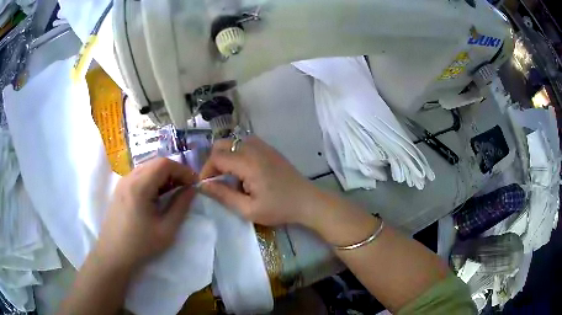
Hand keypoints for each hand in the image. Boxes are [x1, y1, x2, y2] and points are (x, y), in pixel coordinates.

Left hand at [95, 158, 197, 269]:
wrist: (113, 255)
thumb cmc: (141, 245)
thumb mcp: (166, 229)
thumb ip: (181, 206)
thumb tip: (192, 189)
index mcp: (139, 186)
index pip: (164, 164)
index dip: (182, 170)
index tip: (194, 184)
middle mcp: (129, 178)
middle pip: (155, 163)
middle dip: (174, 172)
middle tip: (185, 188)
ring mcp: (122, 182)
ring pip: (147, 168)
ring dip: (163, 176)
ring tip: (173, 192)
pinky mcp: (119, 189)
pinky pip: (139, 175)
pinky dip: (152, 180)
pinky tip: (156, 196)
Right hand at [200, 136, 319, 225]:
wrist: (307, 201)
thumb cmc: (279, 208)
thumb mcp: (248, 209)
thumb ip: (223, 195)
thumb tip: (203, 185)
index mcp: (248, 163)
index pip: (216, 157)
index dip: (206, 170)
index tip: (206, 186)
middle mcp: (253, 148)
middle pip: (222, 144)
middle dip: (214, 161)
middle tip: (217, 181)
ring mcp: (263, 146)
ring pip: (233, 142)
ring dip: (226, 156)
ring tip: (231, 177)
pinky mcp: (269, 148)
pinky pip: (245, 143)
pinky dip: (237, 153)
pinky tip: (245, 171)